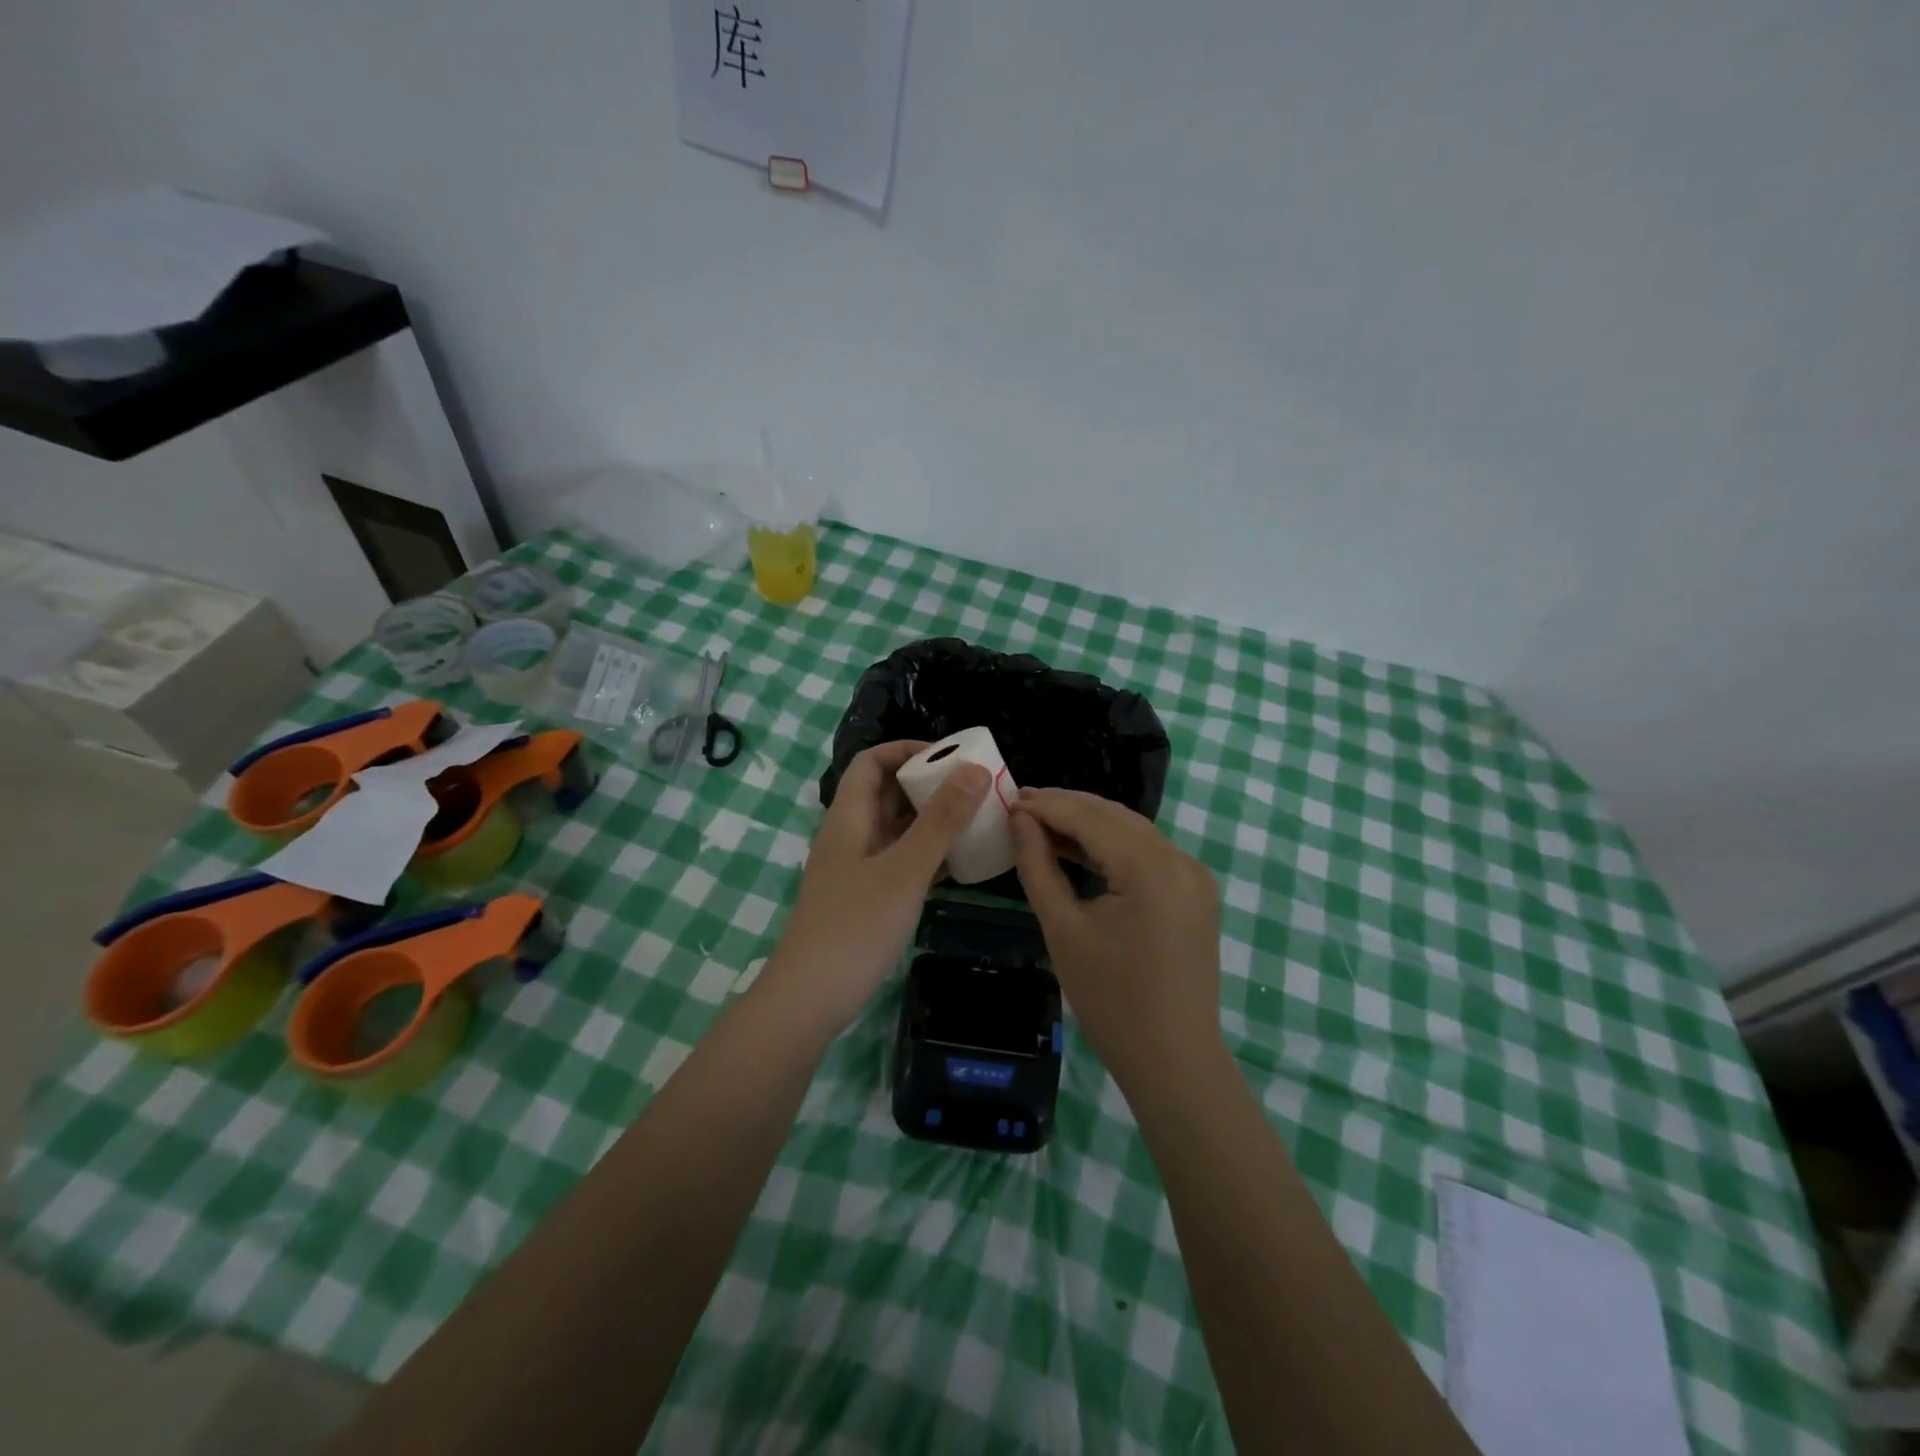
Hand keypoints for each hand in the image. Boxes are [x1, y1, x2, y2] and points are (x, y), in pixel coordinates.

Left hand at [762, 741, 990, 1038]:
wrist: (810, 1000)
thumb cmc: (855, 926)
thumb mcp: (904, 869)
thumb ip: (941, 820)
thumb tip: (974, 769)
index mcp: (849, 818)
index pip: (872, 762)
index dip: (907, 750)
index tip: (951, 758)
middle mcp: (851, 836)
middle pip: (887, 793)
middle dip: (929, 785)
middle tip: (976, 788)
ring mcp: (857, 870)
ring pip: (897, 830)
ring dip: (932, 821)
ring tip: (977, 819)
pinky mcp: (867, 899)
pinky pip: (901, 862)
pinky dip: (929, 855)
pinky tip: (961, 863)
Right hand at [1011, 788, 1223, 1087]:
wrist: (1173, 1060)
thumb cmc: (1110, 1000)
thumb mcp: (1063, 929)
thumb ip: (1039, 866)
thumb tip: (1020, 820)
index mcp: (1151, 868)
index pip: (1090, 818)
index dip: (1047, 805)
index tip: (1008, 798)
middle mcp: (1180, 860)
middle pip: (1115, 816)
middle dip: (1067, 807)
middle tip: (1020, 804)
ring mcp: (1193, 876)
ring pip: (1133, 831)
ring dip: (1089, 824)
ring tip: (1041, 822)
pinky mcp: (1195, 893)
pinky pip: (1148, 853)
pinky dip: (1112, 846)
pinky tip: (1079, 849)